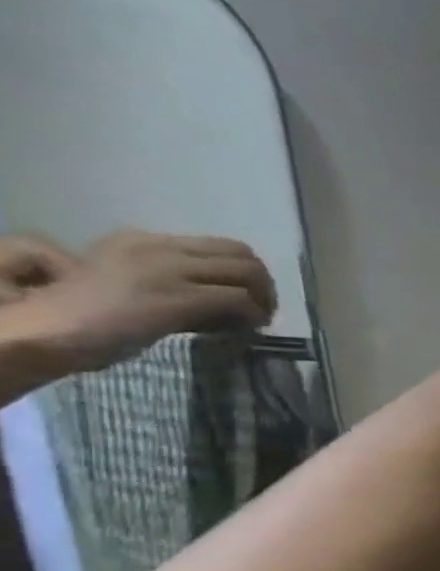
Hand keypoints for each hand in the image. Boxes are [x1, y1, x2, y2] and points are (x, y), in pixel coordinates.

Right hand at [3, 229, 275, 375]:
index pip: (219, 246)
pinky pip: (238, 300)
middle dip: (263, 284)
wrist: (45, 329)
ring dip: (263, 299)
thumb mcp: (129, 282)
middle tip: (261, 310)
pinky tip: (247, 330)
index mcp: (143, 241)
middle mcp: (158, 248)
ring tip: (256, 321)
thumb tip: (220, 299)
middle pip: (243, 255)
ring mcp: (168, 270)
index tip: (247, 297)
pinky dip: (253, 316)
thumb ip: (171, 280)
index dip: (243, 273)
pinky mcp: (178, 296)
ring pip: (248, 273)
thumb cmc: (83, 314)